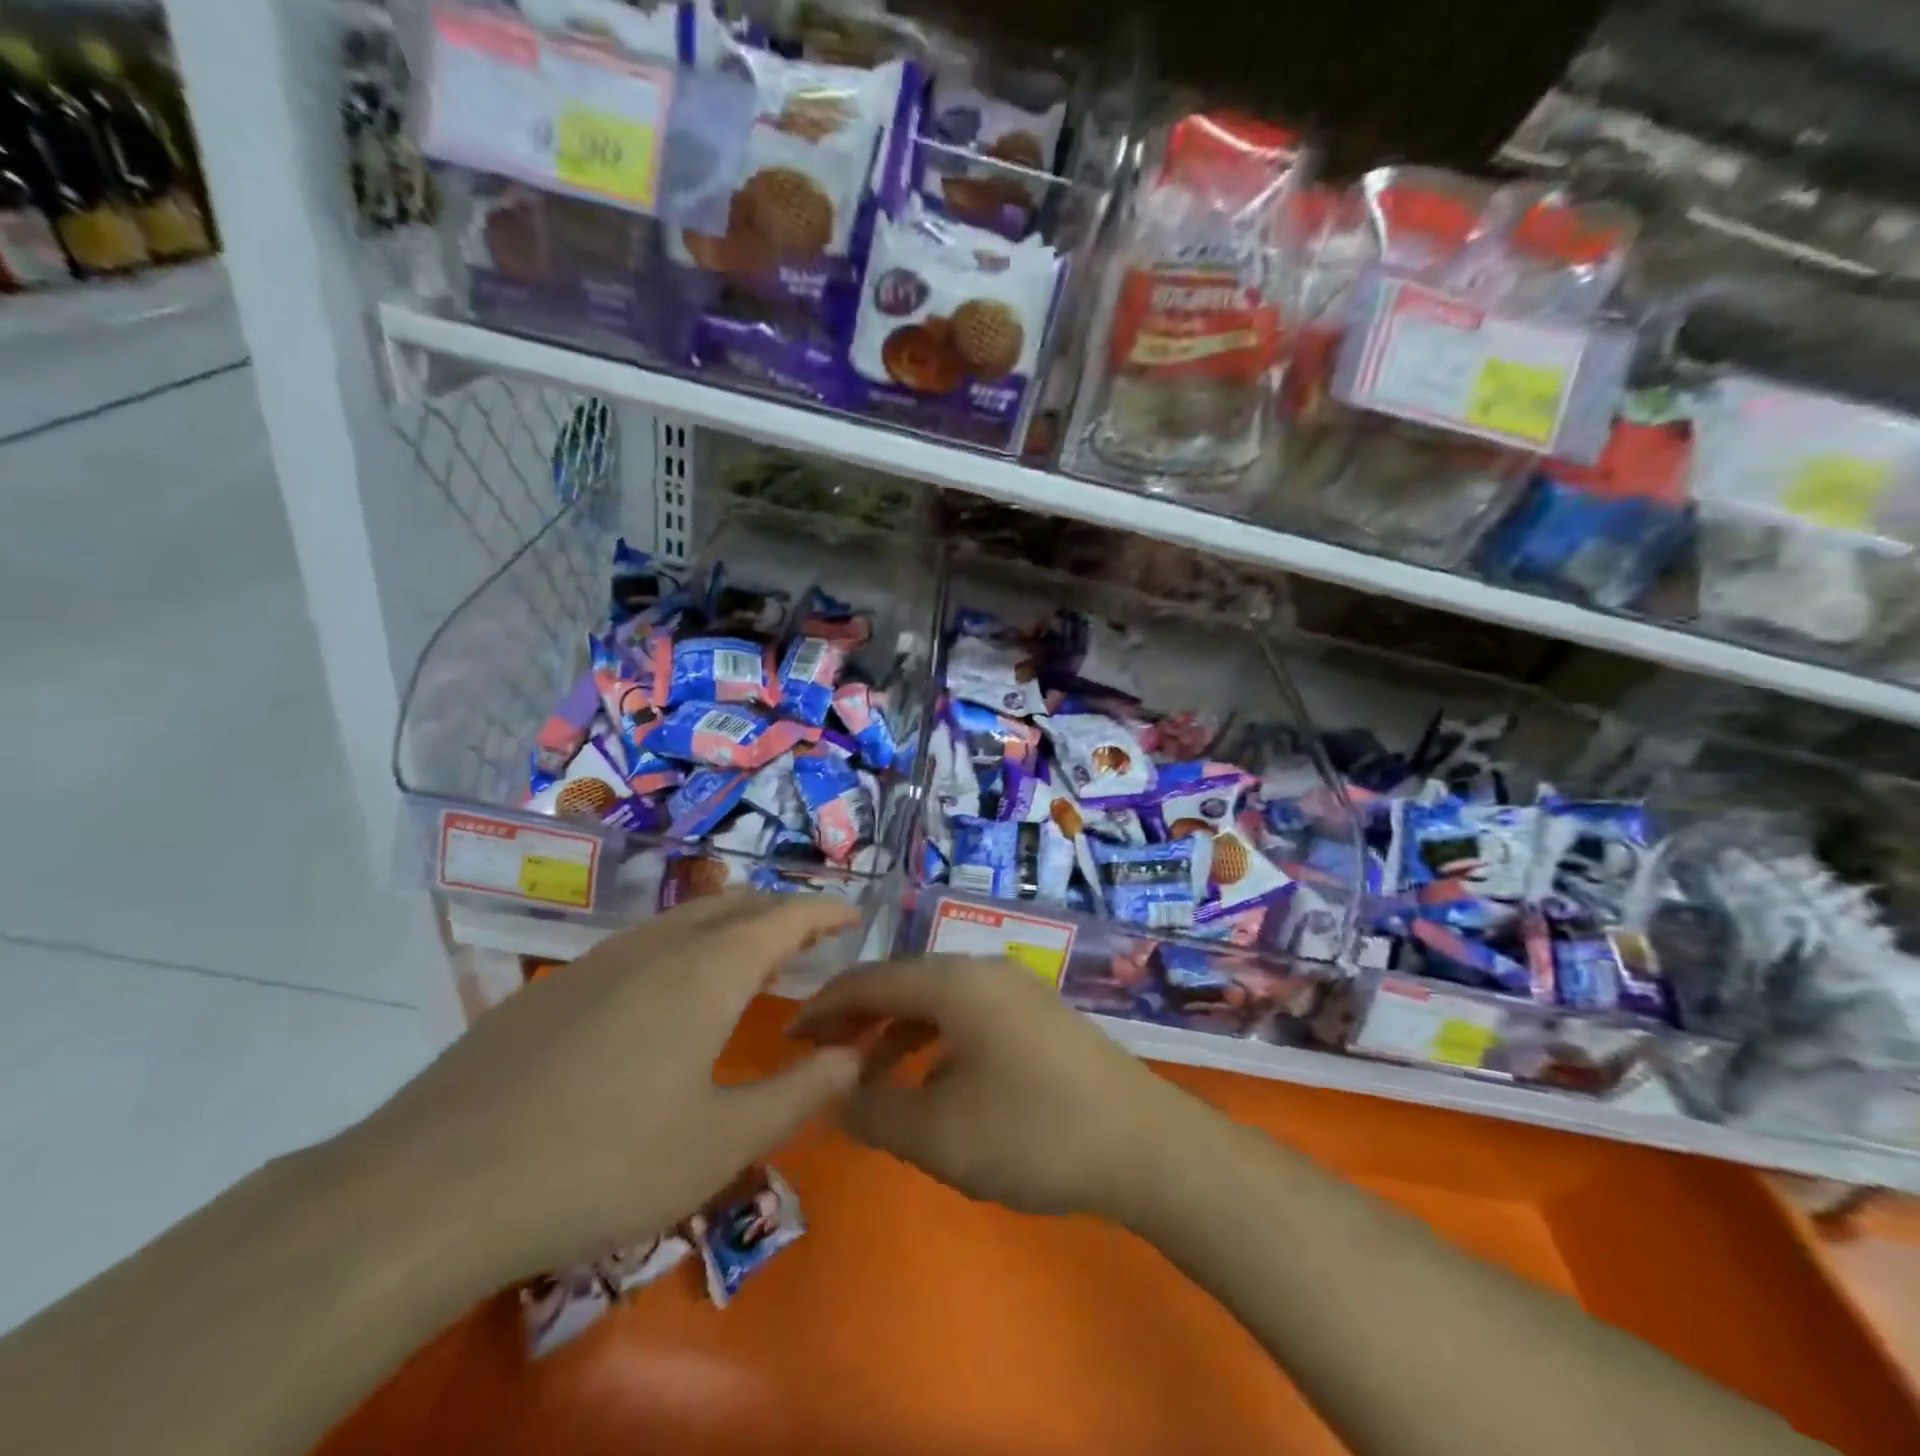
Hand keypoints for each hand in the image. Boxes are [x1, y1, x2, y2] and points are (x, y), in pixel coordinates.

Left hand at [353, 894, 862, 1281]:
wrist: (435, 1186)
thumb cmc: (603, 1163)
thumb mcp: (721, 1143)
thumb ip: (799, 1092)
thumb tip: (852, 1055)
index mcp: (709, 971)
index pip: (785, 917)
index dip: (825, 911)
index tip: (853, 915)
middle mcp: (658, 945)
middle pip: (735, 904)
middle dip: (781, 911)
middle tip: (810, 937)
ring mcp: (599, 959)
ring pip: (684, 918)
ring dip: (729, 923)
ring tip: (750, 953)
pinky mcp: (554, 985)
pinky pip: (641, 942)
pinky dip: (682, 945)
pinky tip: (668, 989)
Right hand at [790, 956, 1204, 1221]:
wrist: (1143, 1143)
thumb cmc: (1031, 1133)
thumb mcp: (938, 1134)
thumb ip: (874, 1113)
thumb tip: (832, 1097)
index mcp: (953, 982)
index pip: (870, 981)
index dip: (823, 1008)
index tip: (787, 1037)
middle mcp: (982, 970)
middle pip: (903, 983)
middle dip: (857, 1018)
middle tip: (818, 1055)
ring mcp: (1015, 989)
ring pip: (937, 1001)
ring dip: (897, 1033)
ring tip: (866, 1076)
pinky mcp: (1037, 1015)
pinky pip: (968, 1016)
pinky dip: (935, 1042)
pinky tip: (930, 1083)